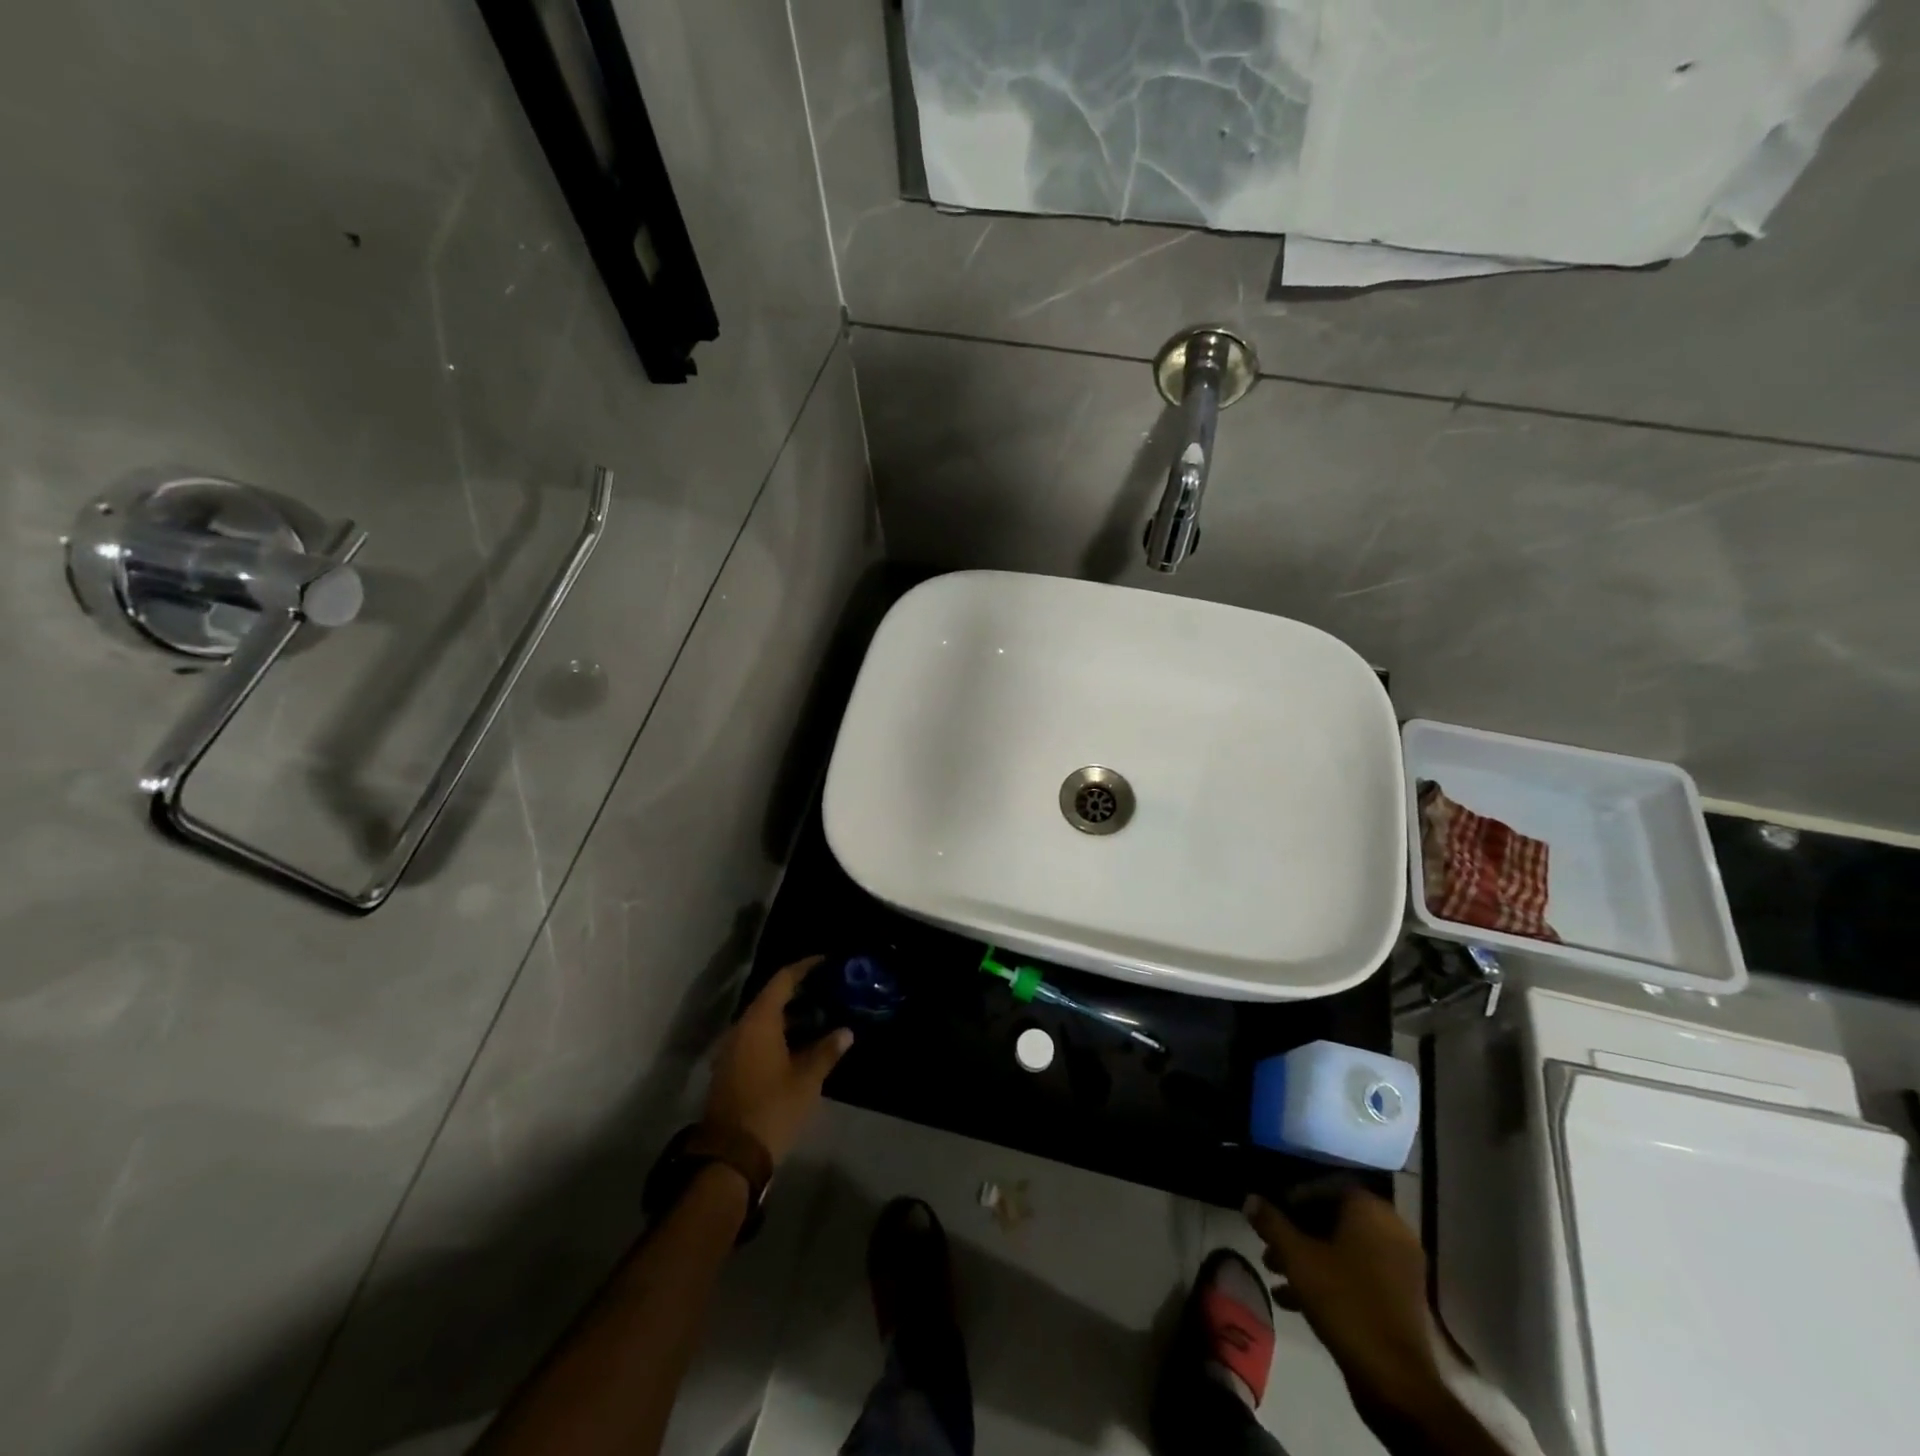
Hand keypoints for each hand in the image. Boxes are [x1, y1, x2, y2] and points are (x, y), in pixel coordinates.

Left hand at [704, 957, 851, 1165]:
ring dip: (790, 1015)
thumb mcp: (807, 1080)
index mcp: (759, 1022)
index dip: (805, 967)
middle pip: (771, 998)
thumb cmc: (772, 1109)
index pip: (783, 980)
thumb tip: (846, 1031)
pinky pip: (757, 1038)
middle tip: (829, 989)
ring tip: (821, 1014)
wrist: (730, 1156)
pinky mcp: (731, 1068)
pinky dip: (779, 1033)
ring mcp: (733, 1049)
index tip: (826, 961)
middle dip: (800, 992)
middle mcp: (741, 1028)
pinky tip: (801, 1043)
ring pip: (764, 1020)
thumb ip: (827, 1051)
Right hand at [1246, 1188, 1440, 1418]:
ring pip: (1343, 1249)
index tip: (1271, 1213)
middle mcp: (1391, 1231)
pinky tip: (1294, 1300)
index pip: (1326, 1187)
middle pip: (1333, 1219)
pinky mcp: (1399, 1300)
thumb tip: (1250, 1199)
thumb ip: (1271, 1223)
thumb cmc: (1344, 1301)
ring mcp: (1399, 1268)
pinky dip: (1329, 1279)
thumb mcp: (1297, 1257)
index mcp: (1371, 1211)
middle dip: (1297, 1231)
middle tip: (1269, 1244)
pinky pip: (1358, 1275)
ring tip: (1274, 1273)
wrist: (1394, 1379)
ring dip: (1308, 1257)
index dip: (1293, 1197)